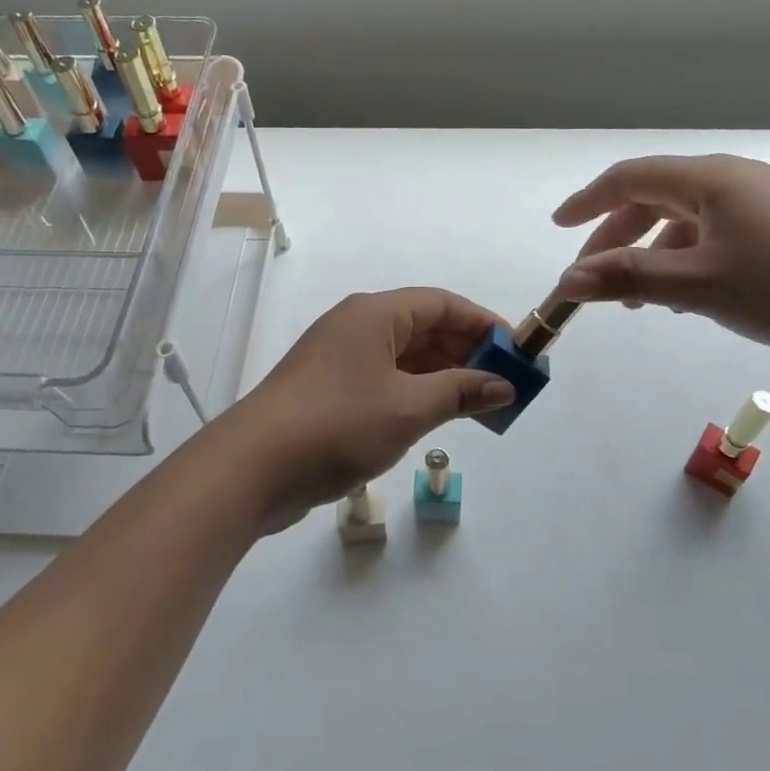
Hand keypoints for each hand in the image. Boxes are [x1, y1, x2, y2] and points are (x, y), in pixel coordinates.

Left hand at [222, 288, 515, 530]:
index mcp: (375, 314)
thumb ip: (460, 391)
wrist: (254, 467)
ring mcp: (340, 358)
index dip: (482, 323)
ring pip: (404, 356)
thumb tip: (503, 385)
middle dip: (465, 351)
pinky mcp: (330, 390)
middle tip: (503, 382)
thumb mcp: (409, 407)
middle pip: (423, 327)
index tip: (516, 349)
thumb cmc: (338, 424)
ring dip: (442, 375)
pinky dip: (415, 392)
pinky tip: (437, 415)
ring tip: (479, 404)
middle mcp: (357, 326)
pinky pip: (385, 379)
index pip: (441, 304)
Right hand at [551, 154, 769, 371]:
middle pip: (657, 198)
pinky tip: (692, 296)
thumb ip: (628, 278)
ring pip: (689, 221)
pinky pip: (719, 236)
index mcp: (711, 179)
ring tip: (644, 300)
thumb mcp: (698, 285)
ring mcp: (766, 204)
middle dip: (618, 237)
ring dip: (655, 254)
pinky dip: (690, 261)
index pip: (631, 177)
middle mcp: (736, 181)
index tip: (559, 227)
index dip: (589, 202)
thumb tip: (567, 281)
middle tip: (595, 279)